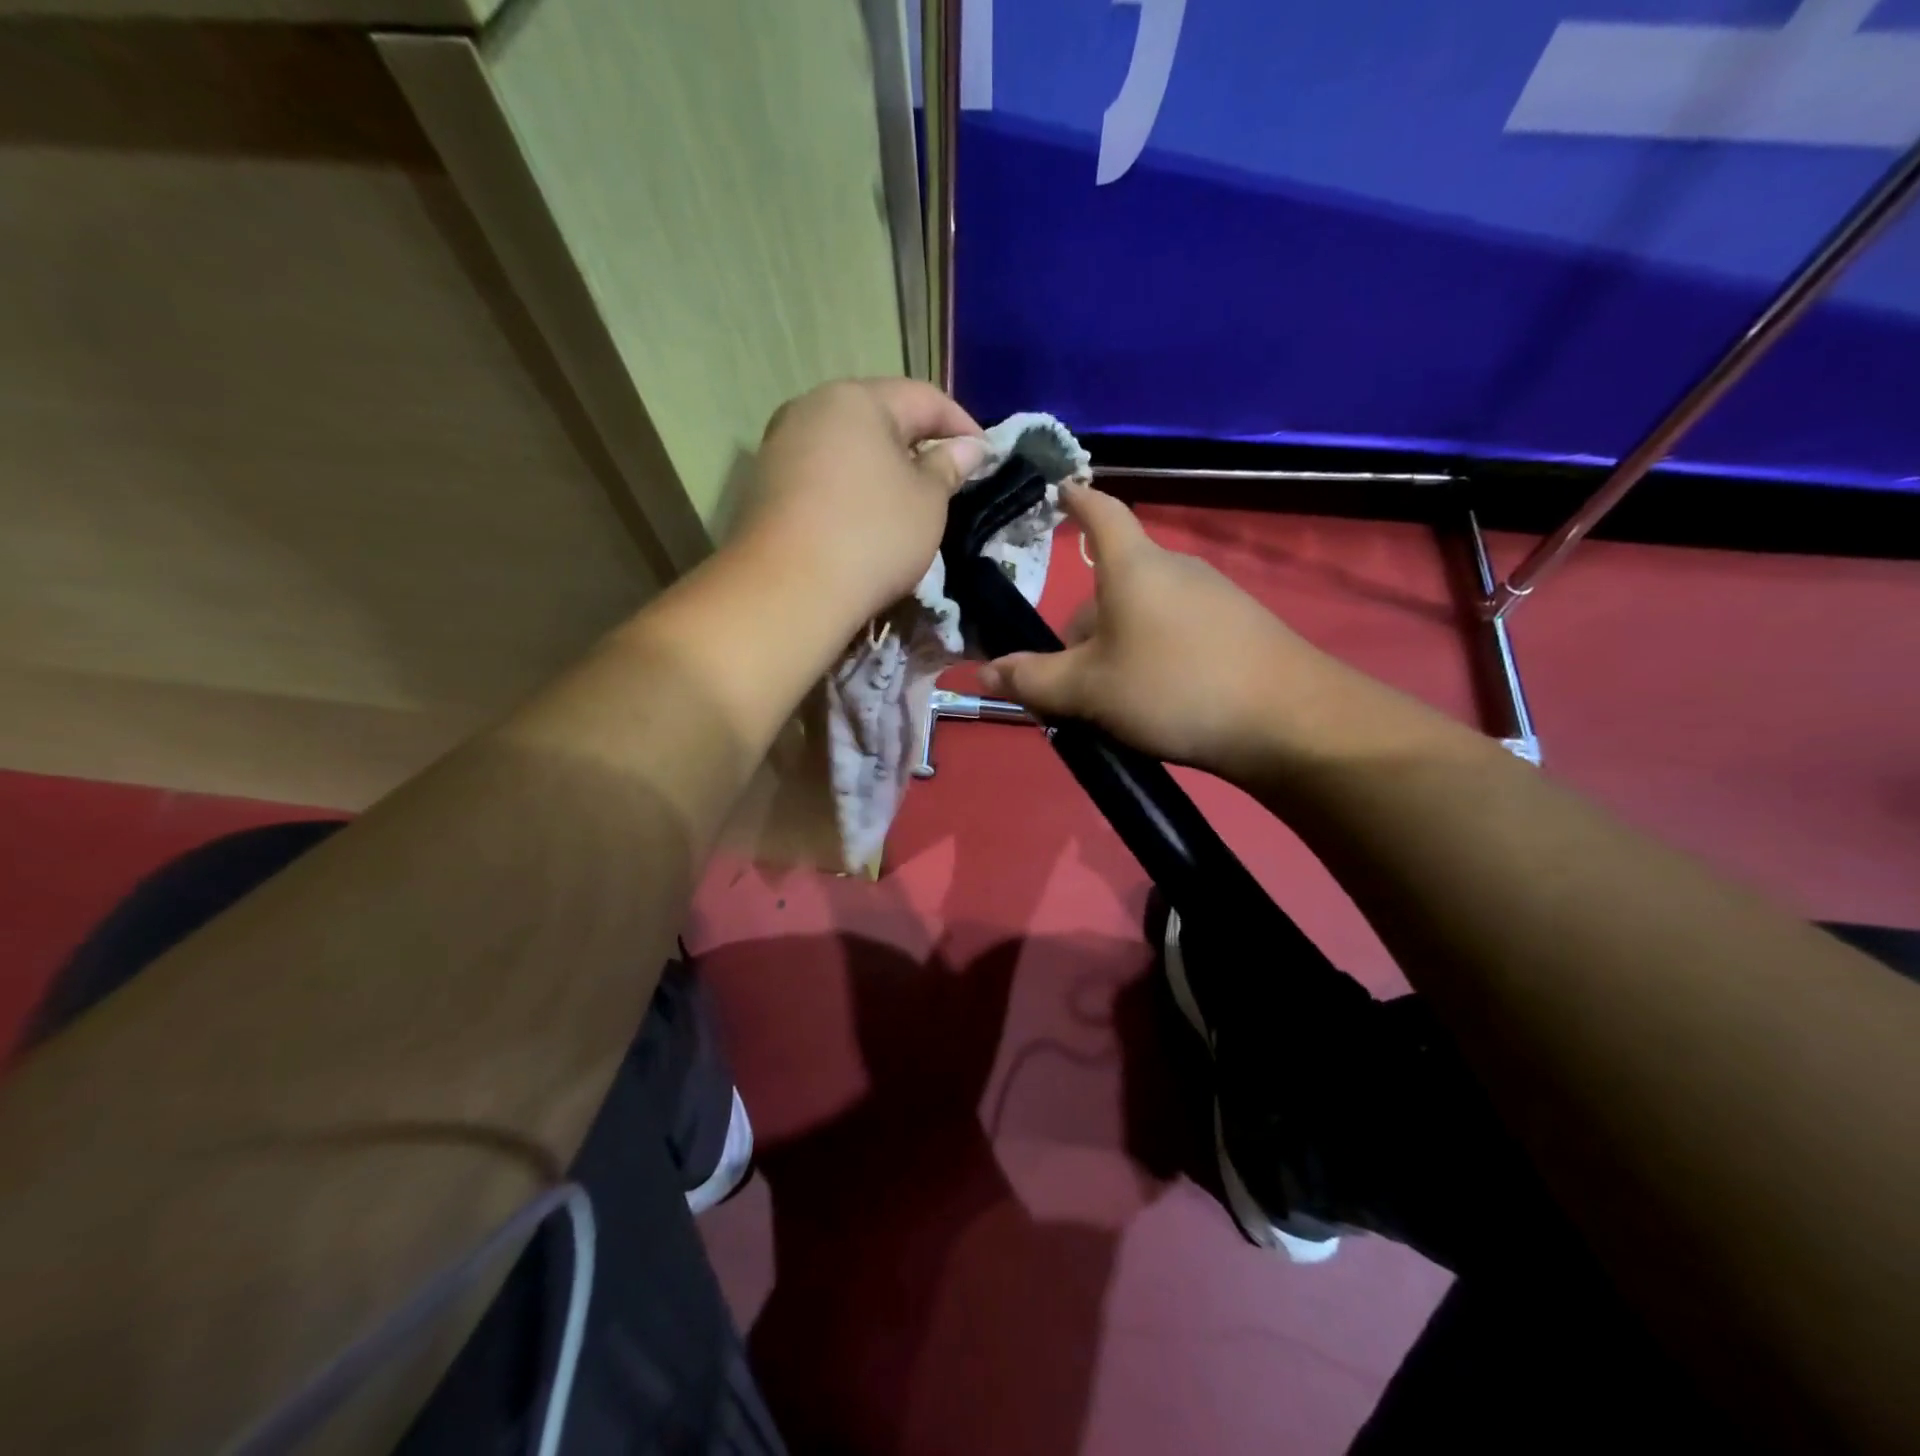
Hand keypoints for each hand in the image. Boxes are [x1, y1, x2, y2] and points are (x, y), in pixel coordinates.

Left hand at [742, 379, 988, 625]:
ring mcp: (780, 446)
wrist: (788, 591)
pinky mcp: (764, 486)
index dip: (961, 423)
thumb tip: (968, 447)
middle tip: (947, 477)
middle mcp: (811, 409)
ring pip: (846, 446)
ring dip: (881, 467)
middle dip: (917, 442)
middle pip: (878, 416)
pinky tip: (864, 518)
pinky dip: (850, 488)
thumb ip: (948, 467)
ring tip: (908, 500)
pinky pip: (822, 475)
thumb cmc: (872, 535)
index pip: (922, 397)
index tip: (986, 455)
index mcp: (856, 399)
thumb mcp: (927, 502)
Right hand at [979, 485, 1357, 780]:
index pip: (1100, 513)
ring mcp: (1213, 598)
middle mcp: (1174, 569)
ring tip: (1108, 703)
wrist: (1289, 721)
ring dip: (1115, 649)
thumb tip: (984, 672)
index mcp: (1133, 567)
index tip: (1055, 488)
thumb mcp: (1089, 691)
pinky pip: (1176, 634)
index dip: (1074, 498)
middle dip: (1082, 628)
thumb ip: (1033, 681)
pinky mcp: (1239, 629)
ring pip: (1143, 615)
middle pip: (1112, 585)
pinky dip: (1153, 658)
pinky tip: (1156, 704)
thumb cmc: (1173, 688)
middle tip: (1063, 681)